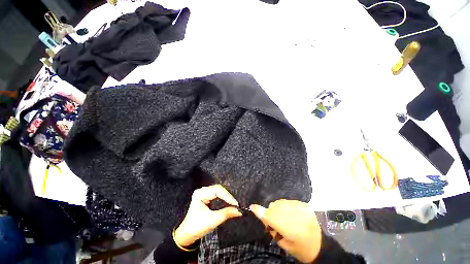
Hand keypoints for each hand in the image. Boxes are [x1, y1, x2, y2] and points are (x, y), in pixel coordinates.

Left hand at [174, 185, 242, 246]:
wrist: (188, 234)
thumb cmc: (198, 227)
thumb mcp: (213, 220)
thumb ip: (226, 214)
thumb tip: (239, 211)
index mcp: (200, 194)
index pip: (217, 191)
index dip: (227, 196)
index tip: (236, 204)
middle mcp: (202, 190)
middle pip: (218, 189)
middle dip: (227, 196)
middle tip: (236, 204)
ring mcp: (204, 192)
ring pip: (218, 190)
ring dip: (226, 196)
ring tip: (233, 202)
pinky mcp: (206, 196)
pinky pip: (217, 193)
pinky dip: (223, 197)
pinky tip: (228, 201)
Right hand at [250, 200, 321, 263]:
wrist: (320, 246)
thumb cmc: (299, 249)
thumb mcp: (283, 243)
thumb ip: (271, 228)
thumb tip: (261, 215)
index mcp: (290, 229)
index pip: (270, 216)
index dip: (260, 211)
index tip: (252, 207)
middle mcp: (295, 216)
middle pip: (274, 206)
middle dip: (271, 212)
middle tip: (275, 220)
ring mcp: (300, 208)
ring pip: (280, 202)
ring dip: (278, 208)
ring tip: (284, 217)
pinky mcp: (304, 205)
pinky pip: (288, 201)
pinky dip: (286, 206)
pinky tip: (291, 214)